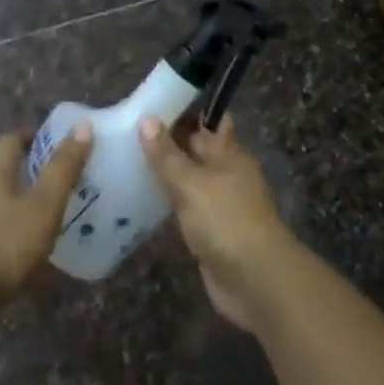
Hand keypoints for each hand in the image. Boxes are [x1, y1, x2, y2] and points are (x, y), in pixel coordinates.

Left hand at [0, 125, 93, 309]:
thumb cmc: (4, 246)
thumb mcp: (43, 207)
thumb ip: (63, 169)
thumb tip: (83, 126)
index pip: (8, 142)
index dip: (28, 137)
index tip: (49, 142)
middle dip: (23, 178)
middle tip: (52, 189)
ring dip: (12, 212)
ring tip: (39, 227)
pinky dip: (2, 243)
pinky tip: (19, 265)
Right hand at [139, 115, 291, 330]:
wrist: (255, 281)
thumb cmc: (226, 220)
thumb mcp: (190, 182)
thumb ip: (166, 154)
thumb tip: (147, 119)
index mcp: (229, 153)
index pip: (208, 122)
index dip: (186, 111)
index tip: (154, 103)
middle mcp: (227, 173)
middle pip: (197, 150)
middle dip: (170, 141)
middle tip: (129, 129)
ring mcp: (220, 204)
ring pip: (190, 179)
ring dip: (167, 173)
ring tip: (128, 160)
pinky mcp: (211, 231)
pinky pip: (186, 207)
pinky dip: (169, 202)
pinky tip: (143, 198)